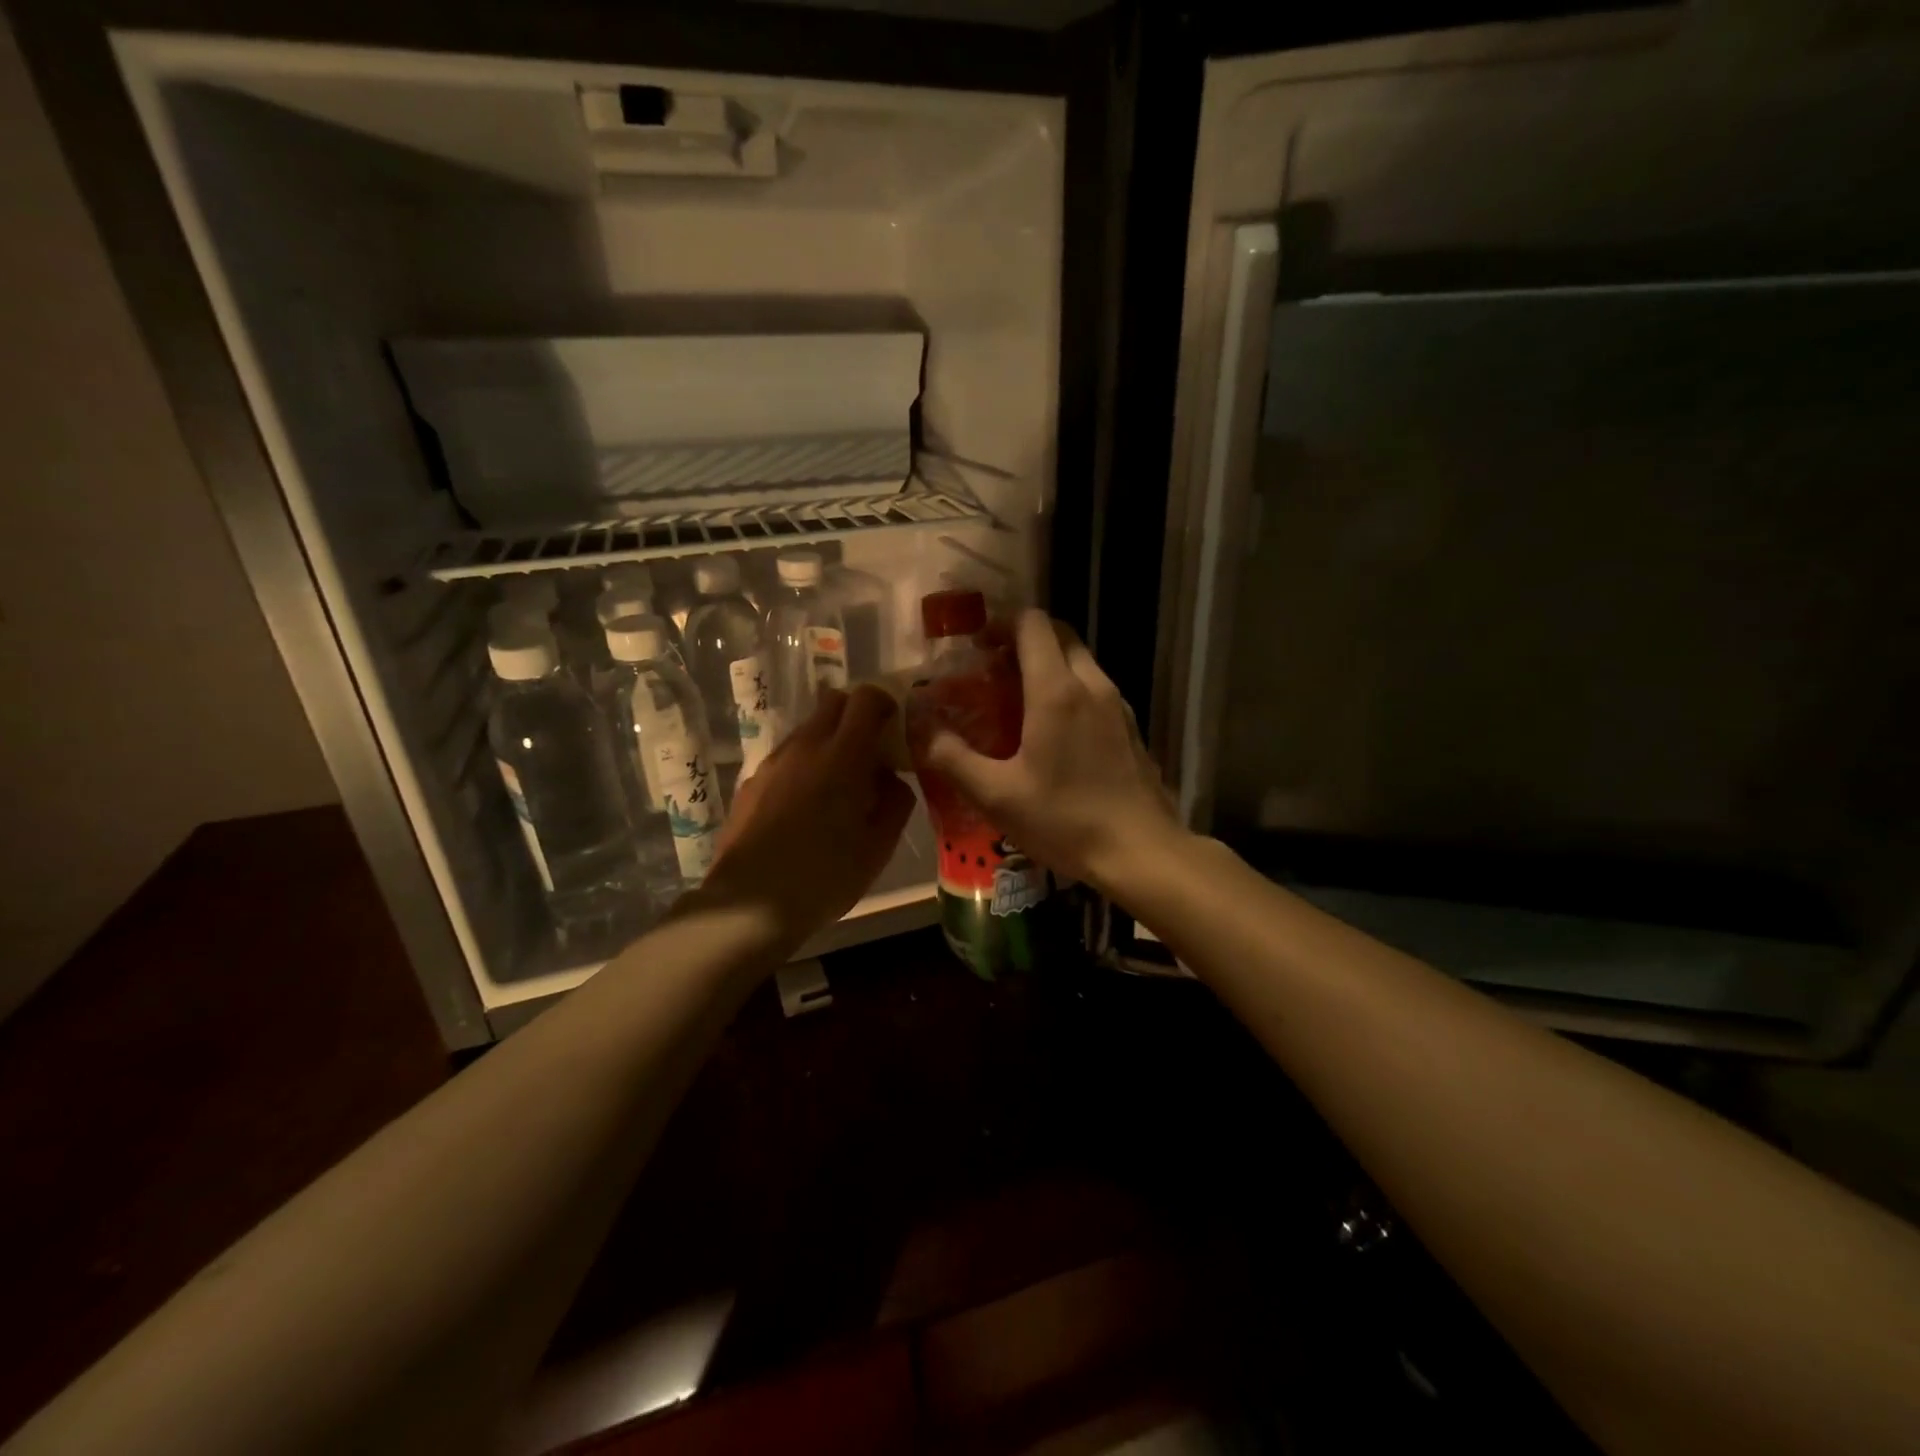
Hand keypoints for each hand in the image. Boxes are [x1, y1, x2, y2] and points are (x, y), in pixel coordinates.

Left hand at [701, 685, 916, 944]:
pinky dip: (804, 765)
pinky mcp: (752, 782)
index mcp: (843, 756)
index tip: (894, 728)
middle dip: (856, 715)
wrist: (750, 904)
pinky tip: (806, 807)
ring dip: (829, 742)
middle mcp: (805, 746)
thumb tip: (891, 778)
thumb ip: (895, 802)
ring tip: (838, 786)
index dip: (884, 703)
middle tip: (870, 752)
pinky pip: (787, 757)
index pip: (866, 698)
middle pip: (833, 702)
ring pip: (807, 729)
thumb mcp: (878, 847)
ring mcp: (773, 762)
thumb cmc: (825, 876)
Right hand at [922, 610, 1182, 895]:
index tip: (976, 646)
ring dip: (1048, 666)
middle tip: (993, 670)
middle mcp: (1092, 685)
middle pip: (1059, 635)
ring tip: (1017, 701)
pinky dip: (1069, 690)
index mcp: (1057, 690)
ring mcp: (1118, 705)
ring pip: (1080, 662)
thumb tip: (924, 733)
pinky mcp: (1131, 727)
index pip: (1032, 624)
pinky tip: (1052, 733)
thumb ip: (954, 759)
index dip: (1001, 623)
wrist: (1142, 852)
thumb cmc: (1065, 820)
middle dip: (1024, 640)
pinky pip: (1095, 690)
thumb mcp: (997, 796)